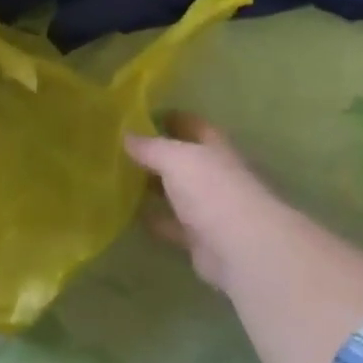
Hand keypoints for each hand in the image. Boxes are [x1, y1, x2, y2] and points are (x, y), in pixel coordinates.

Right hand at [125, 116, 294, 294]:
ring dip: (155, 188)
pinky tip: (131, 215)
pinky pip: (171, 224)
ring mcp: (208, 208)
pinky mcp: (199, 238)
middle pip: (184, 160)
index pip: (194, 126)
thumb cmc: (212, 191)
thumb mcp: (176, 159)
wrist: (241, 247)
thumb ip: (151, 147)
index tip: (142, 115)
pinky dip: (154, 219)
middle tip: (122, 149)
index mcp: (215, 149)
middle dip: (158, 154)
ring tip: (121, 180)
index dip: (173, 118)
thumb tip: (126, 135)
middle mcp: (214, 175)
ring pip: (177, 193)